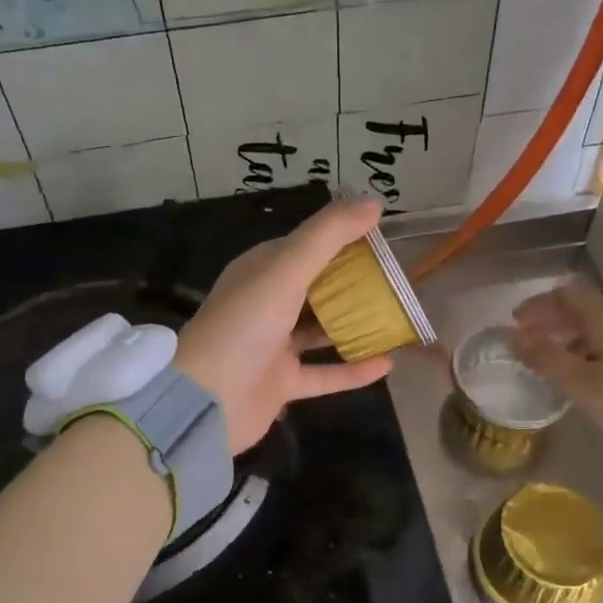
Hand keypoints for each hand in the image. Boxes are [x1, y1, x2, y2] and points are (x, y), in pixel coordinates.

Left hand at [176, 197, 394, 451]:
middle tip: (398, 278)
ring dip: (354, 324)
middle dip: (353, 282)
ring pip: (321, 330)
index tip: (382, 237)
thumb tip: (373, 202)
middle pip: (316, 287)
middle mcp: (267, 304)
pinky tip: (387, 363)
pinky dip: (353, 370)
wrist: (205, 400)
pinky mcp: (282, 383)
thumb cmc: (245, 325)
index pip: (306, 246)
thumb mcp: (286, 269)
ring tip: (396, 316)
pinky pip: (325, 374)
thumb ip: (328, 235)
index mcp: (261, 271)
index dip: (341, 238)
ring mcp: (274, 346)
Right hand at [510, 280, 602, 449]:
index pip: (568, 293)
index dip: (539, 304)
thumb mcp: (581, 382)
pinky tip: (586, 378)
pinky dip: (589, 353)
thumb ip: (546, 358)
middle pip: (583, 310)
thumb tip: (514, 337)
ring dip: (570, 339)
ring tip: (552, 364)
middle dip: (551, 322)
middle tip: (528, 343)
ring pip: (598, 330)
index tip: (516, 322)